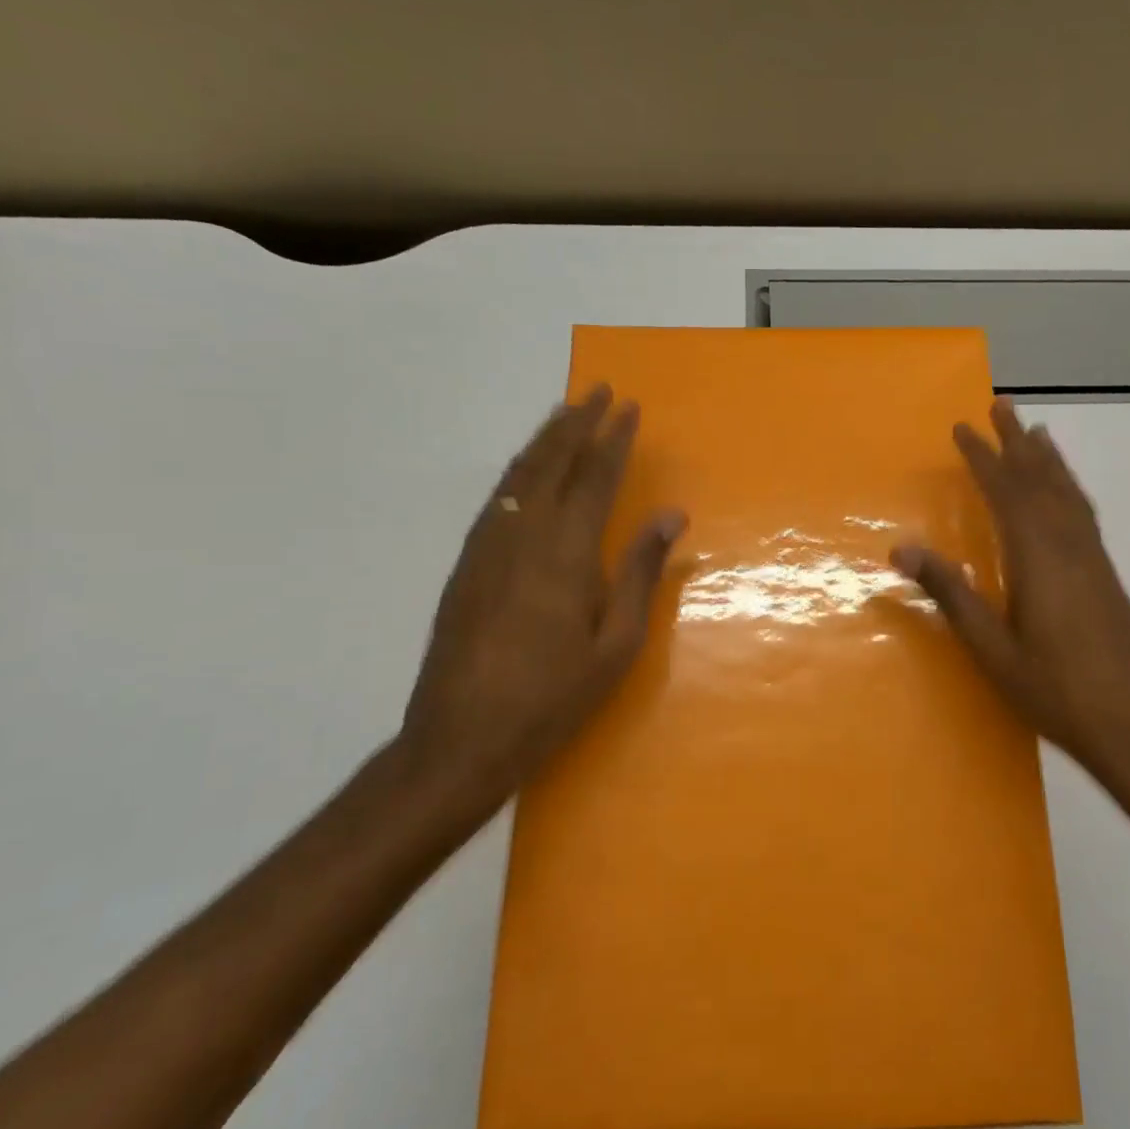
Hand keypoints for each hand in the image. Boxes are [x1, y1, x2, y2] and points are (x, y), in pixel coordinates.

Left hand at [399, 386, 684, 805]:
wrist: (460, 739)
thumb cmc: (552, 697)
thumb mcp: (616, 645)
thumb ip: (641, 573)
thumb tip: (669, 516)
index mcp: (566, 553)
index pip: (595, 477)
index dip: (614, 439)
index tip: (630, 408)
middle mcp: (523, 535)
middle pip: (551, 462)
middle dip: (577, 422)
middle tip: (598, 390)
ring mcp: (487, 547)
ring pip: (518, 475)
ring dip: (544, 439)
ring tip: (565, 412)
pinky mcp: (466, 564)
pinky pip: (497, 499)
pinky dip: (519, 471)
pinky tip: (527, 471)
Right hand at [891, 398, 1129, 821]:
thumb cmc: (1056, 692)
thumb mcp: (991, 649)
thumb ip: (951, 594)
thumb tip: (903, 548)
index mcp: (1039, 558)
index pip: (1006, 491)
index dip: (983, 457)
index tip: (963, 426)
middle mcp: (1070, 546)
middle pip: (1041, 480)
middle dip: (1017, 441)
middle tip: (1001, 404)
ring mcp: (1094, 560)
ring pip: (1068, 493)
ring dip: (1048, 459)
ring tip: (1036, 432)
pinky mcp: (1107, 576)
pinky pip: (1083, 513)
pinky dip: (1069, 488)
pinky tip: (1066, 494)